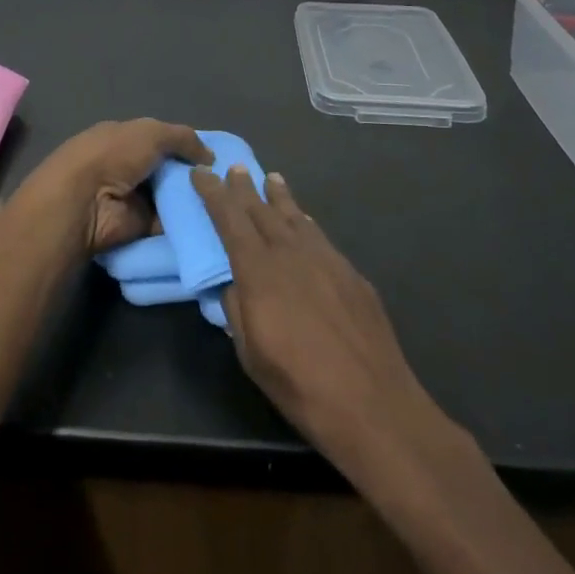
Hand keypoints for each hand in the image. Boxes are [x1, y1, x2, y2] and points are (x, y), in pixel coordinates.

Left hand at [18, 120, 211, 255]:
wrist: (85, 202)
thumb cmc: (114, 155)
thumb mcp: (151, 132)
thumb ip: (183, 138)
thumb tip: (210, 156)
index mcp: (123, 138)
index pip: (160, 140)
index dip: (186, 147)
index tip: (214, 157)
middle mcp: (127, 167)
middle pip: (168, 171)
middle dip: (192, 176)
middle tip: (226, 183)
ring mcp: (132, 198)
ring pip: (171, 198)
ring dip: (192, 201)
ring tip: (225, 204)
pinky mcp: (138, 227)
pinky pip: (168, 224)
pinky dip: (186, 225)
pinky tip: (213, 223)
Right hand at [193, 167, 444, 479]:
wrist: (373, 405)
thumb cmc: (300, 385)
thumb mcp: (251, 354)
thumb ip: (237, 311)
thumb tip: (232, 285)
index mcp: (259, 272)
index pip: (230, 220)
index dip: (214, 194)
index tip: (201, 173)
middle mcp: (291, 254)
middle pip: (262, 211)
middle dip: (245, 189)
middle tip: (235, 168)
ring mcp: (327, 261)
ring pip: (296, 218)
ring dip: (280, 197)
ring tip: (272, 179)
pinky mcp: (352, 275)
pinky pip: (321, 237)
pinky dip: (306, 223)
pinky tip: (305, 222)